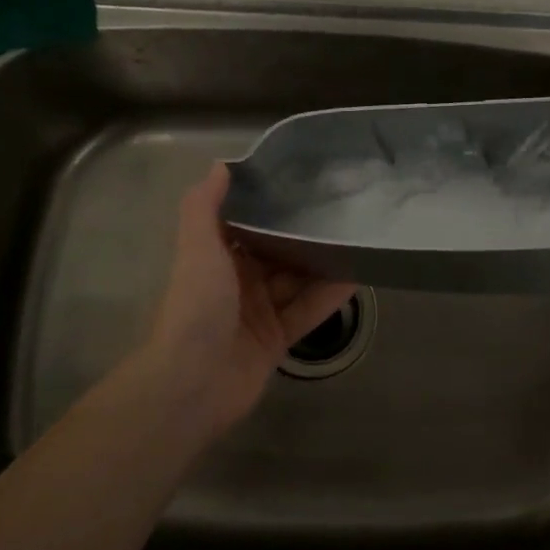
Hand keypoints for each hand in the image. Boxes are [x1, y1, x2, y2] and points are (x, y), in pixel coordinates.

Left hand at [142, 163, 356, 437]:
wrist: (192, 385)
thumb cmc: (196, 307)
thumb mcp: (198, 248)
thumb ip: (204, 206)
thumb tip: (221, 165)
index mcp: (216, 257)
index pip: (247, 223)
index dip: (271, 204)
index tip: (303, 181)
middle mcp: (237, 281)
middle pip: (277, 251)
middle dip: (303, 233)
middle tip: (342, 207)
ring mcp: (259, 312)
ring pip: (296, 280)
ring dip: (322, 262)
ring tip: (357, 236)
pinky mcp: (277, 340)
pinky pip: (307, 311)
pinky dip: (329, 296)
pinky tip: (357, 276)